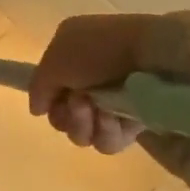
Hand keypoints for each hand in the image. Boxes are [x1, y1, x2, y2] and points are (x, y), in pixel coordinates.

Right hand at [27, 14, 152, 154]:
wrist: (152, 54)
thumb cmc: (97, 50)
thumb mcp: (55, 60)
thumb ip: (38, 86)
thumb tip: (37, 109)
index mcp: (71, 54)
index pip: (50, 89)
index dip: (49, 99)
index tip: (52, 101)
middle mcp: (90, 78)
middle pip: (65, 116)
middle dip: (68, 116)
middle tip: (79, 103)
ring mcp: (114, 100)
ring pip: (86, 133)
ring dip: (86, 124)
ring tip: (99, 110)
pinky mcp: (137, 120)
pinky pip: (111, 140)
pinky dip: (109, 132)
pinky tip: (115, 117)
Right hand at [28, 11, 189, 157]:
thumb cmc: (186, 73)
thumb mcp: (126, 39)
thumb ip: (66, 60)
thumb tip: (41, 98)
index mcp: (159, 32)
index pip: (86, 42)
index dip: (59, 65)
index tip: (43, 94)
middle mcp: (158, 63)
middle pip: (89, 74)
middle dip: (69, 93)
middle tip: (70, 116)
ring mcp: (163, 104)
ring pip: (100, 105)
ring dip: (82, 117)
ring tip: (88, 131)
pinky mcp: (170, 141)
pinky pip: (119, 132)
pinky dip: (103, 135)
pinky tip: (107, 140)